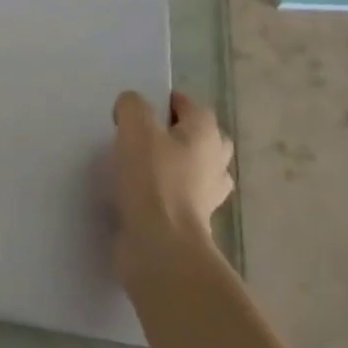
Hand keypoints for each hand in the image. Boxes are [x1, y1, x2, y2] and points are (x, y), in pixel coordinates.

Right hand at [110, 90, 233, 282]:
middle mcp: (215, 161)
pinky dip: (167, 193)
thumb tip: (132, 107)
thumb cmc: (153, 179)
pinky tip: (142, 193)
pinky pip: (182, 197)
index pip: (190, 105)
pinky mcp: (194, 221)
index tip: (138, 109)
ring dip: (175, 165)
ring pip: (195, 169)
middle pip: (201, 137)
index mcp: (206, 134)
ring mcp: (208, 195)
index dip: (165, 101)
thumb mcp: (136, 128)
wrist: (162, 245)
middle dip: (177, 133)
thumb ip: (133, 106)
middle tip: (145, 136)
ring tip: (142, 165)